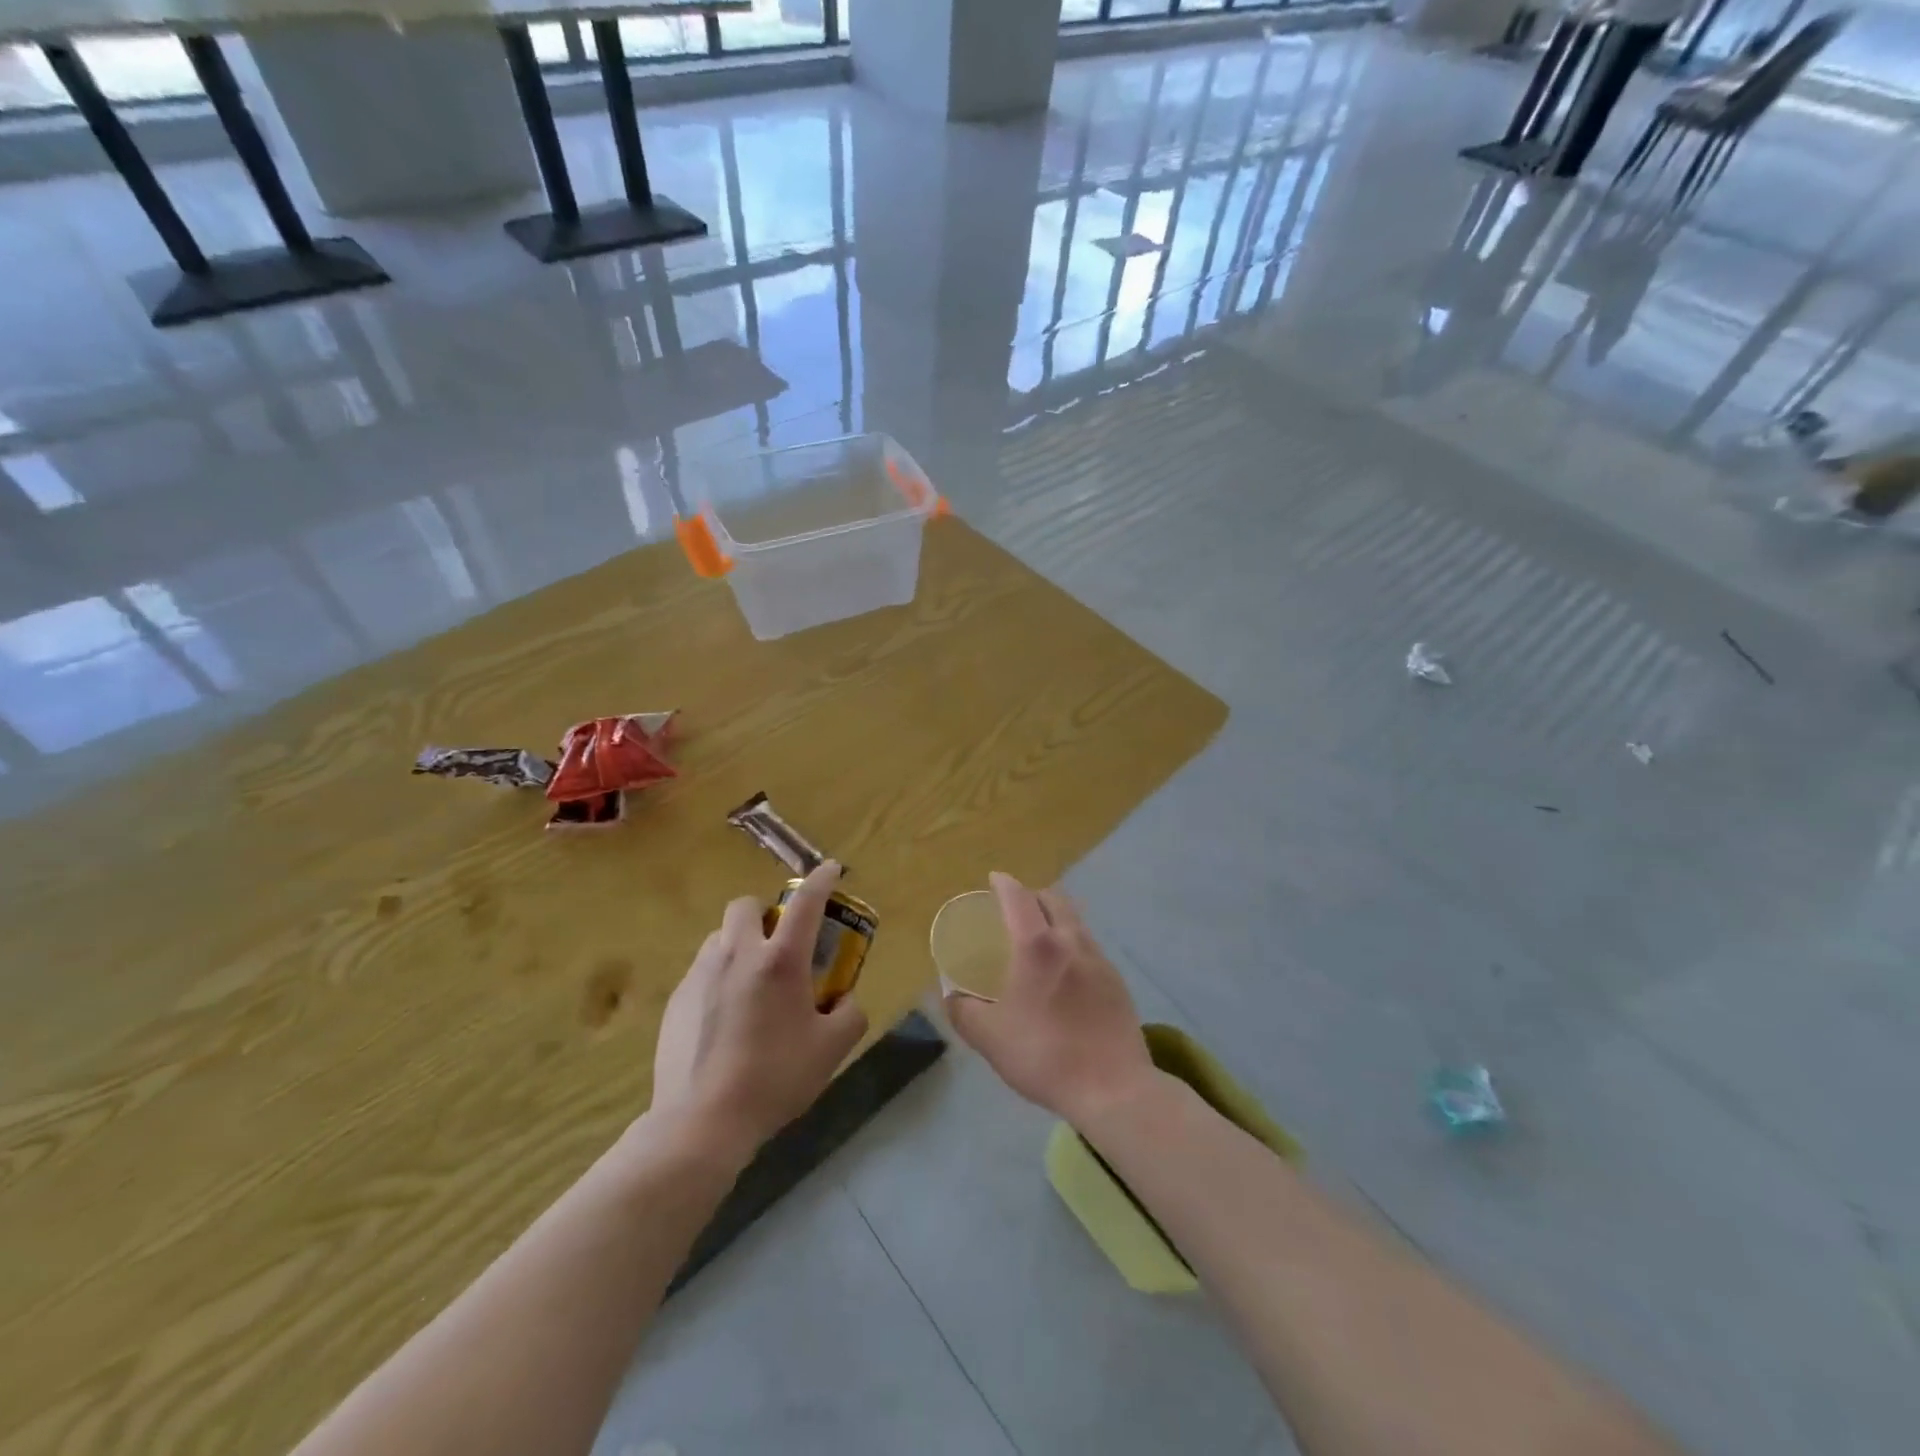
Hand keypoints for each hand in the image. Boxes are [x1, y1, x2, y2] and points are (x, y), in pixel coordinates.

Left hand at [650, 861, 868, 1163]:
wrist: (701, 1122)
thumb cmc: (774, 1078)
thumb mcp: (831, 1049)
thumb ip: (849, 1015)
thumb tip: (843, 1001)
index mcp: (780, 960)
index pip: (806, 903)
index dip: (822, 880)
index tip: (831, 869)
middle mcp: (737, 954)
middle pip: (746, 905)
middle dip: (765, 913)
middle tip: (780, 944)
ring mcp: (701, 974)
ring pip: (721, 937)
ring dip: (740, 944)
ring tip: (752, 984)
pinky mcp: (677, 999)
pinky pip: (703, 970)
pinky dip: (720, 978)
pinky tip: (726, 1019)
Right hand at [943, 872, 1156, 1127]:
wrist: (1114, 1088)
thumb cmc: (1045, 1056)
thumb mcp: (989, 1038)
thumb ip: (963, 1011)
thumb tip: (950, 995)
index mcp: (1037, 946)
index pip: (1019, 897)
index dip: (1004, 884)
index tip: (994, 880)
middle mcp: (1071, 941)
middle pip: (1054, 899)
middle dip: (1032, 894)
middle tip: (1014, 908)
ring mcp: (1100, 959)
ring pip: (1075, 920)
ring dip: (1055, 917)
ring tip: (1039, 937)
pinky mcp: (1117, 980)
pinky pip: (1089, 946)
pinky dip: (1072, 943)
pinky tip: (1064, 972)